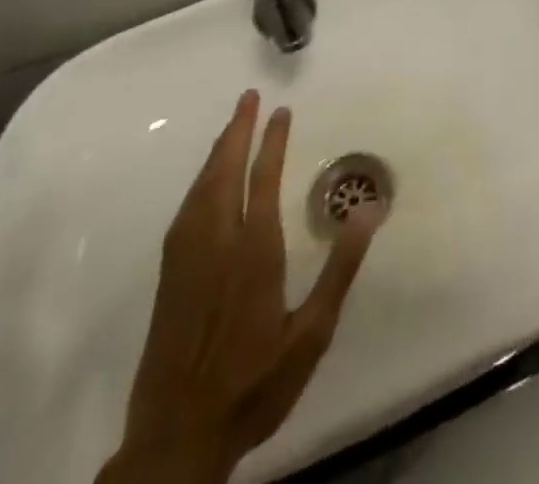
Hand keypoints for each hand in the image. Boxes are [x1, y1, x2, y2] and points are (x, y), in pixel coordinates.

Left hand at [98, 90, 385, 483]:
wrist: (176, 441)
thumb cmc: (254, 384)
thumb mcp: (311, 334)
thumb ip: (340, 268)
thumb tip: (369, 209)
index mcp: (254, 253)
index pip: (263, 180)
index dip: (272, 142)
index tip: (281, 111)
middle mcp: (216, 246)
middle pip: (224, 174)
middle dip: (236, 132)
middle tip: (248, 97)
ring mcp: (187, 262)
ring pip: (200, 191)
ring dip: (216, 153)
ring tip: (230, 127)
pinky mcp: (169, 280)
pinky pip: (185, 214)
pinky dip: (199, 183)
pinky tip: (205, 183)